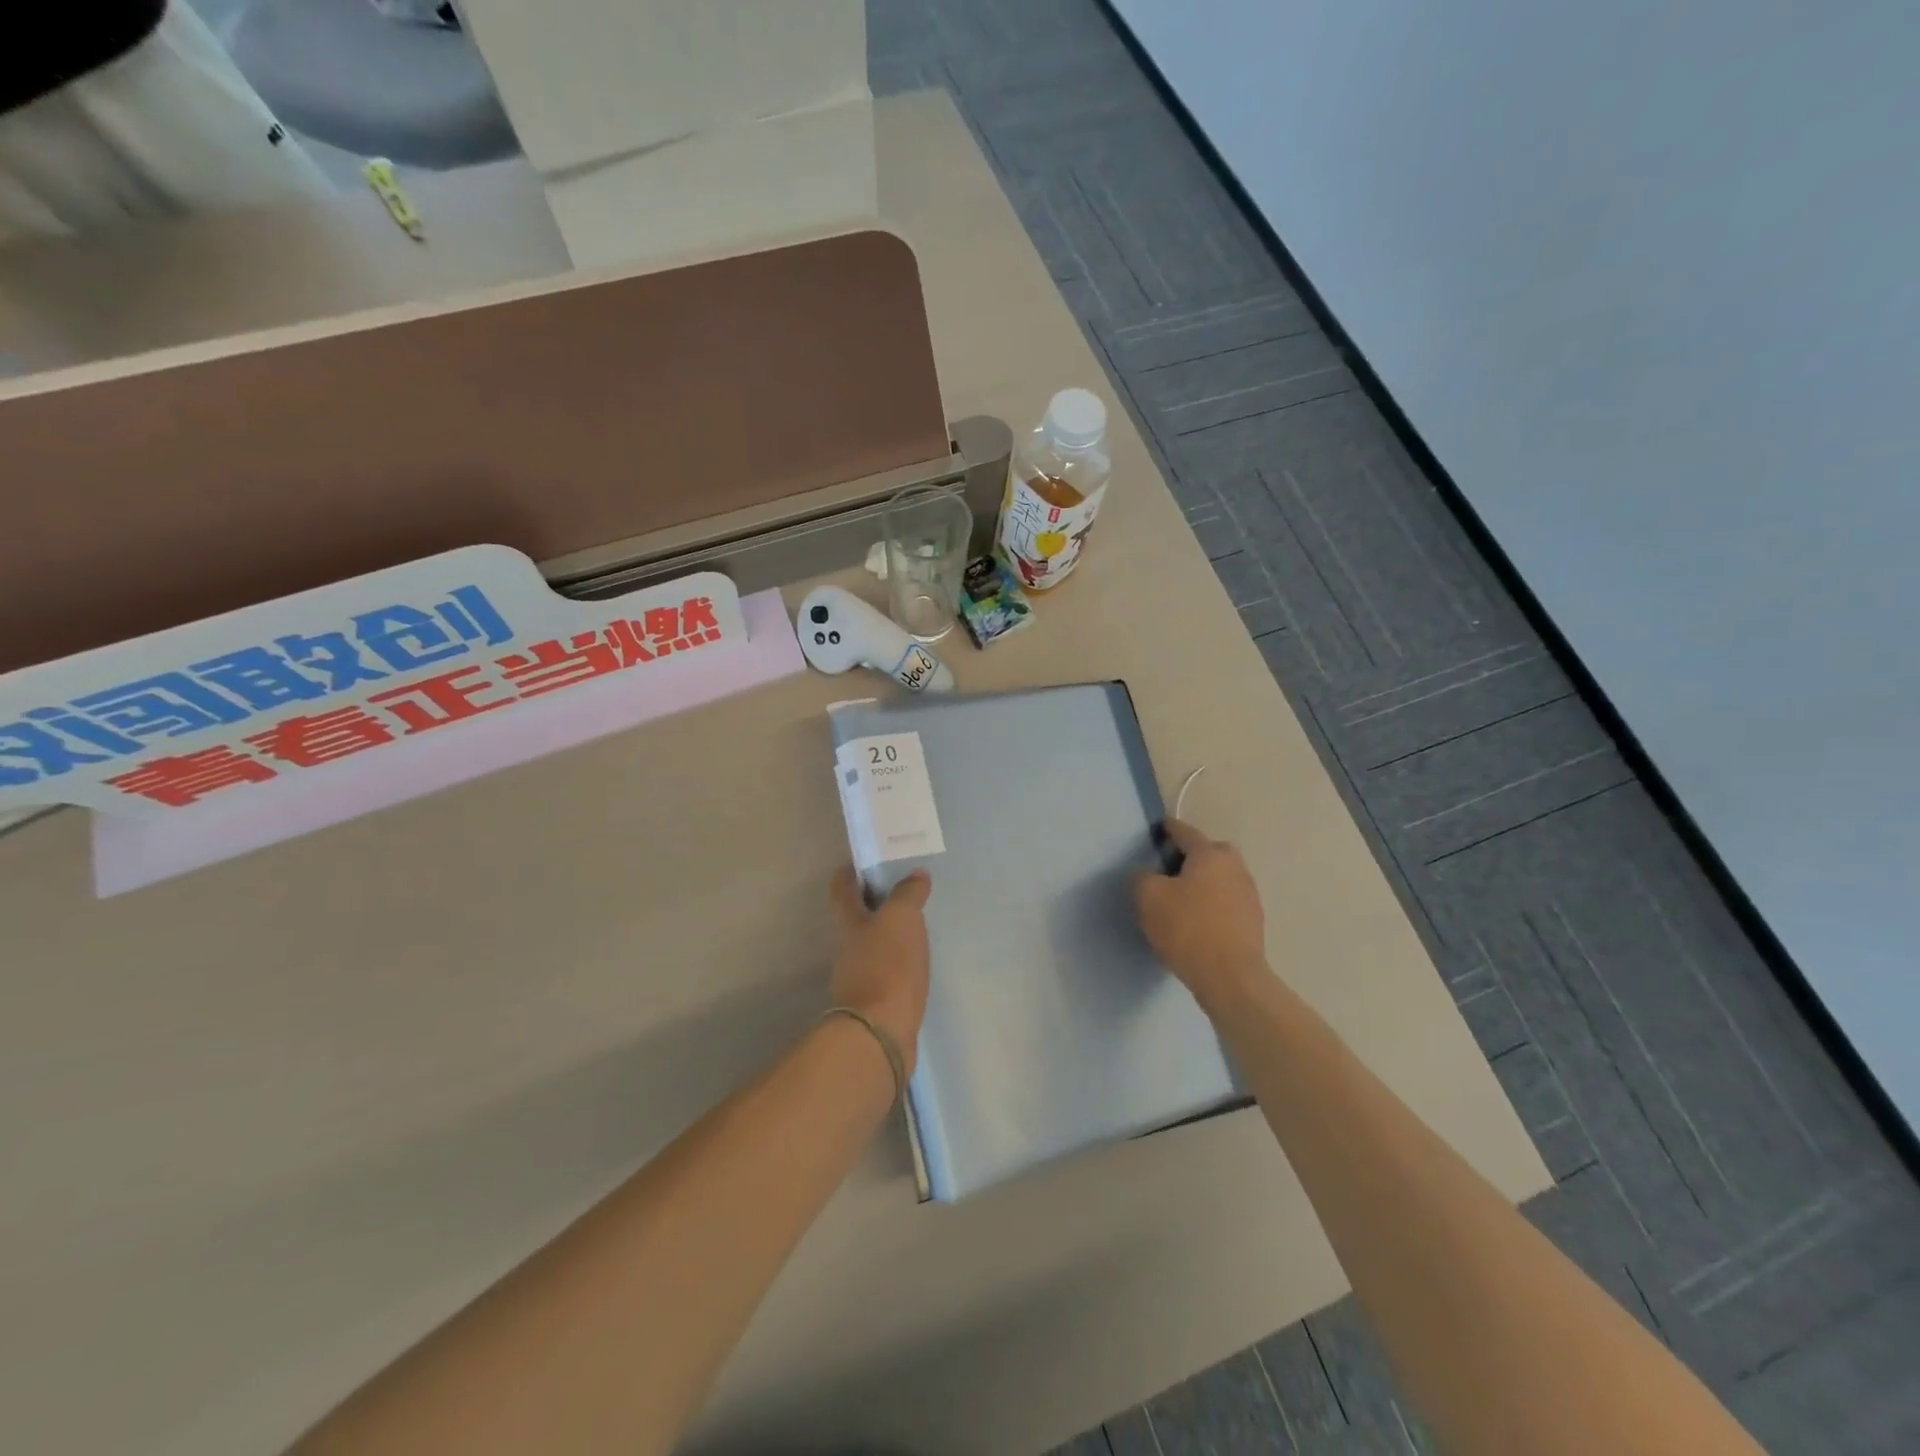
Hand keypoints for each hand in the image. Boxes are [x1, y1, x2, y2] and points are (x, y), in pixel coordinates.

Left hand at [829, 867, 932, 1071]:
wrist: (881, 1031)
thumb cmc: (887, 964)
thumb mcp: (901, 918)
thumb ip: (908, 894)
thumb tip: (916, 874)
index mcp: (850, 922)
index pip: (842, 889)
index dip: (849, 873)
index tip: (862, 862)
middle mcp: (848, 948)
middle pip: (857, 919)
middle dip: (875, 905)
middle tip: (903, 893)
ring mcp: (859, 978)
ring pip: (872, 947)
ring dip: (889, 937)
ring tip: (917, 928)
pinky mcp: (876, 1003)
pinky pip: (888, 974)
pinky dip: (899, 966)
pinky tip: (918, 966)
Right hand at [1134, 818, 1269, 1012]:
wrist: (1230, 978)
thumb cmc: (1187, 929)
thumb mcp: (1148, 897)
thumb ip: (1142, 877)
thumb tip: (1149, 876)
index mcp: (1211, 854)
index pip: (1184, 832)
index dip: (1166, 830)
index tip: (1155, 831)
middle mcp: (1235, 867)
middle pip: (1207, 853)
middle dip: (1188, 858)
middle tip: (1165, 873)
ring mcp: (1249, 894)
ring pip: (1218, 878)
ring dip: (1201, 883)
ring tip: (1179, 901)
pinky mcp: (1253, 921)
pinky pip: (1225, 902)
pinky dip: (1211, 905)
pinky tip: (1195, 923)